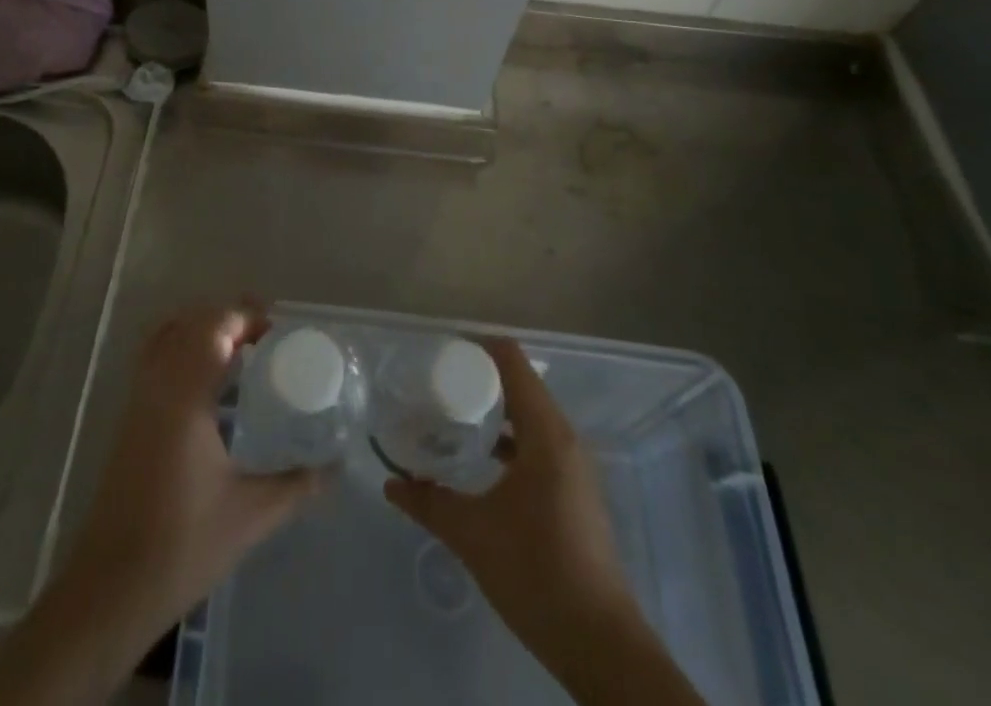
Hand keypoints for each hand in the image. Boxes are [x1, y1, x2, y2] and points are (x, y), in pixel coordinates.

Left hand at [57, 303, 321, 652]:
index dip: (245, 316)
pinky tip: (208, 382)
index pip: (214, 327)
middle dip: (228, 319)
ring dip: (202, 330)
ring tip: (239, 350)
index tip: (278, 328)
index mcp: (185, 396)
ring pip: (167, 337)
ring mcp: (138, 400)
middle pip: (190, 323)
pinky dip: (182, 349)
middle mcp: (158, 385)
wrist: (110, 589)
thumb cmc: (182, 546)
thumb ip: (297, 485)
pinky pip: (155, 359)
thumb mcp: (250, 515)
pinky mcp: (129, 419)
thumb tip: (335, 467)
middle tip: (266, 338)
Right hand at [386, 337, 702, 705]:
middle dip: (479, 379)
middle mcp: (564, 438)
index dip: (476, 347)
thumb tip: (391, 484)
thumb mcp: (471, 534)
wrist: (599, 643)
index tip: (440, 351)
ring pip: (529, 415)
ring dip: (494, 410)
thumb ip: (428, 502)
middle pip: (520, 383)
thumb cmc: (536, 572)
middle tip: (436, 382)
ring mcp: (573, 465)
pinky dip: (509, 437)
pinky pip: (538, 442)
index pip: (512, 361)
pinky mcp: (574, 489)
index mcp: (545, 433)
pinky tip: (481, 458)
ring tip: (452, 414)